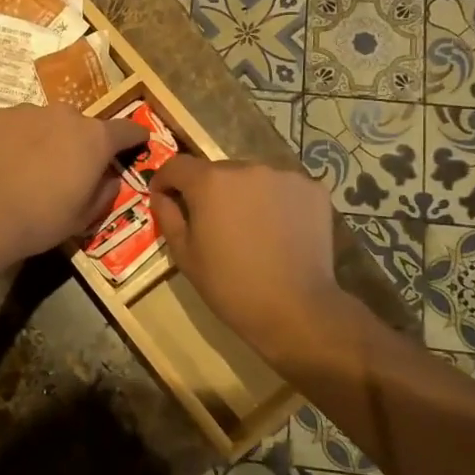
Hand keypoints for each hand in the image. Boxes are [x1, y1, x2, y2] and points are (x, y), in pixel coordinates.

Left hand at [0, 104, 148, 262]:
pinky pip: (16, 124)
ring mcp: (29, 111)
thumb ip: (105, 192)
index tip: (139, 140)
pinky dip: (17, 138)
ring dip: (47, 138)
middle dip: (80, 142)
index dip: (135, 136)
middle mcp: (66, 115)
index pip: (126, 129)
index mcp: (95, 139)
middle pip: (82, 126)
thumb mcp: (84, 217)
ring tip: (31, 166)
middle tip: (68, 168)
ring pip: (47, 122)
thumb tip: (110, 178)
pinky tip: (5, 161)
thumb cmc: (42, 219)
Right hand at [149, 156, 371, 374]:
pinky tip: (278, 229)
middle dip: (208, 190)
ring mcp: (284, 176)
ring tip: (249, 227)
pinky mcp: (312, 189)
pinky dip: (275, 201)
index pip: (177, 165)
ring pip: (251, 178)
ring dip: (243, 194)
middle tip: (211, 222)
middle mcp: (246, 167)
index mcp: (210, 182)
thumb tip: (161, 196)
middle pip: (217, 171)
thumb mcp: (185, 256)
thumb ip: (168, 217)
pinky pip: (282, 187)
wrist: (295, 308)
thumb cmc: (230, 285)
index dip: (165, 180)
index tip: (164, 198)